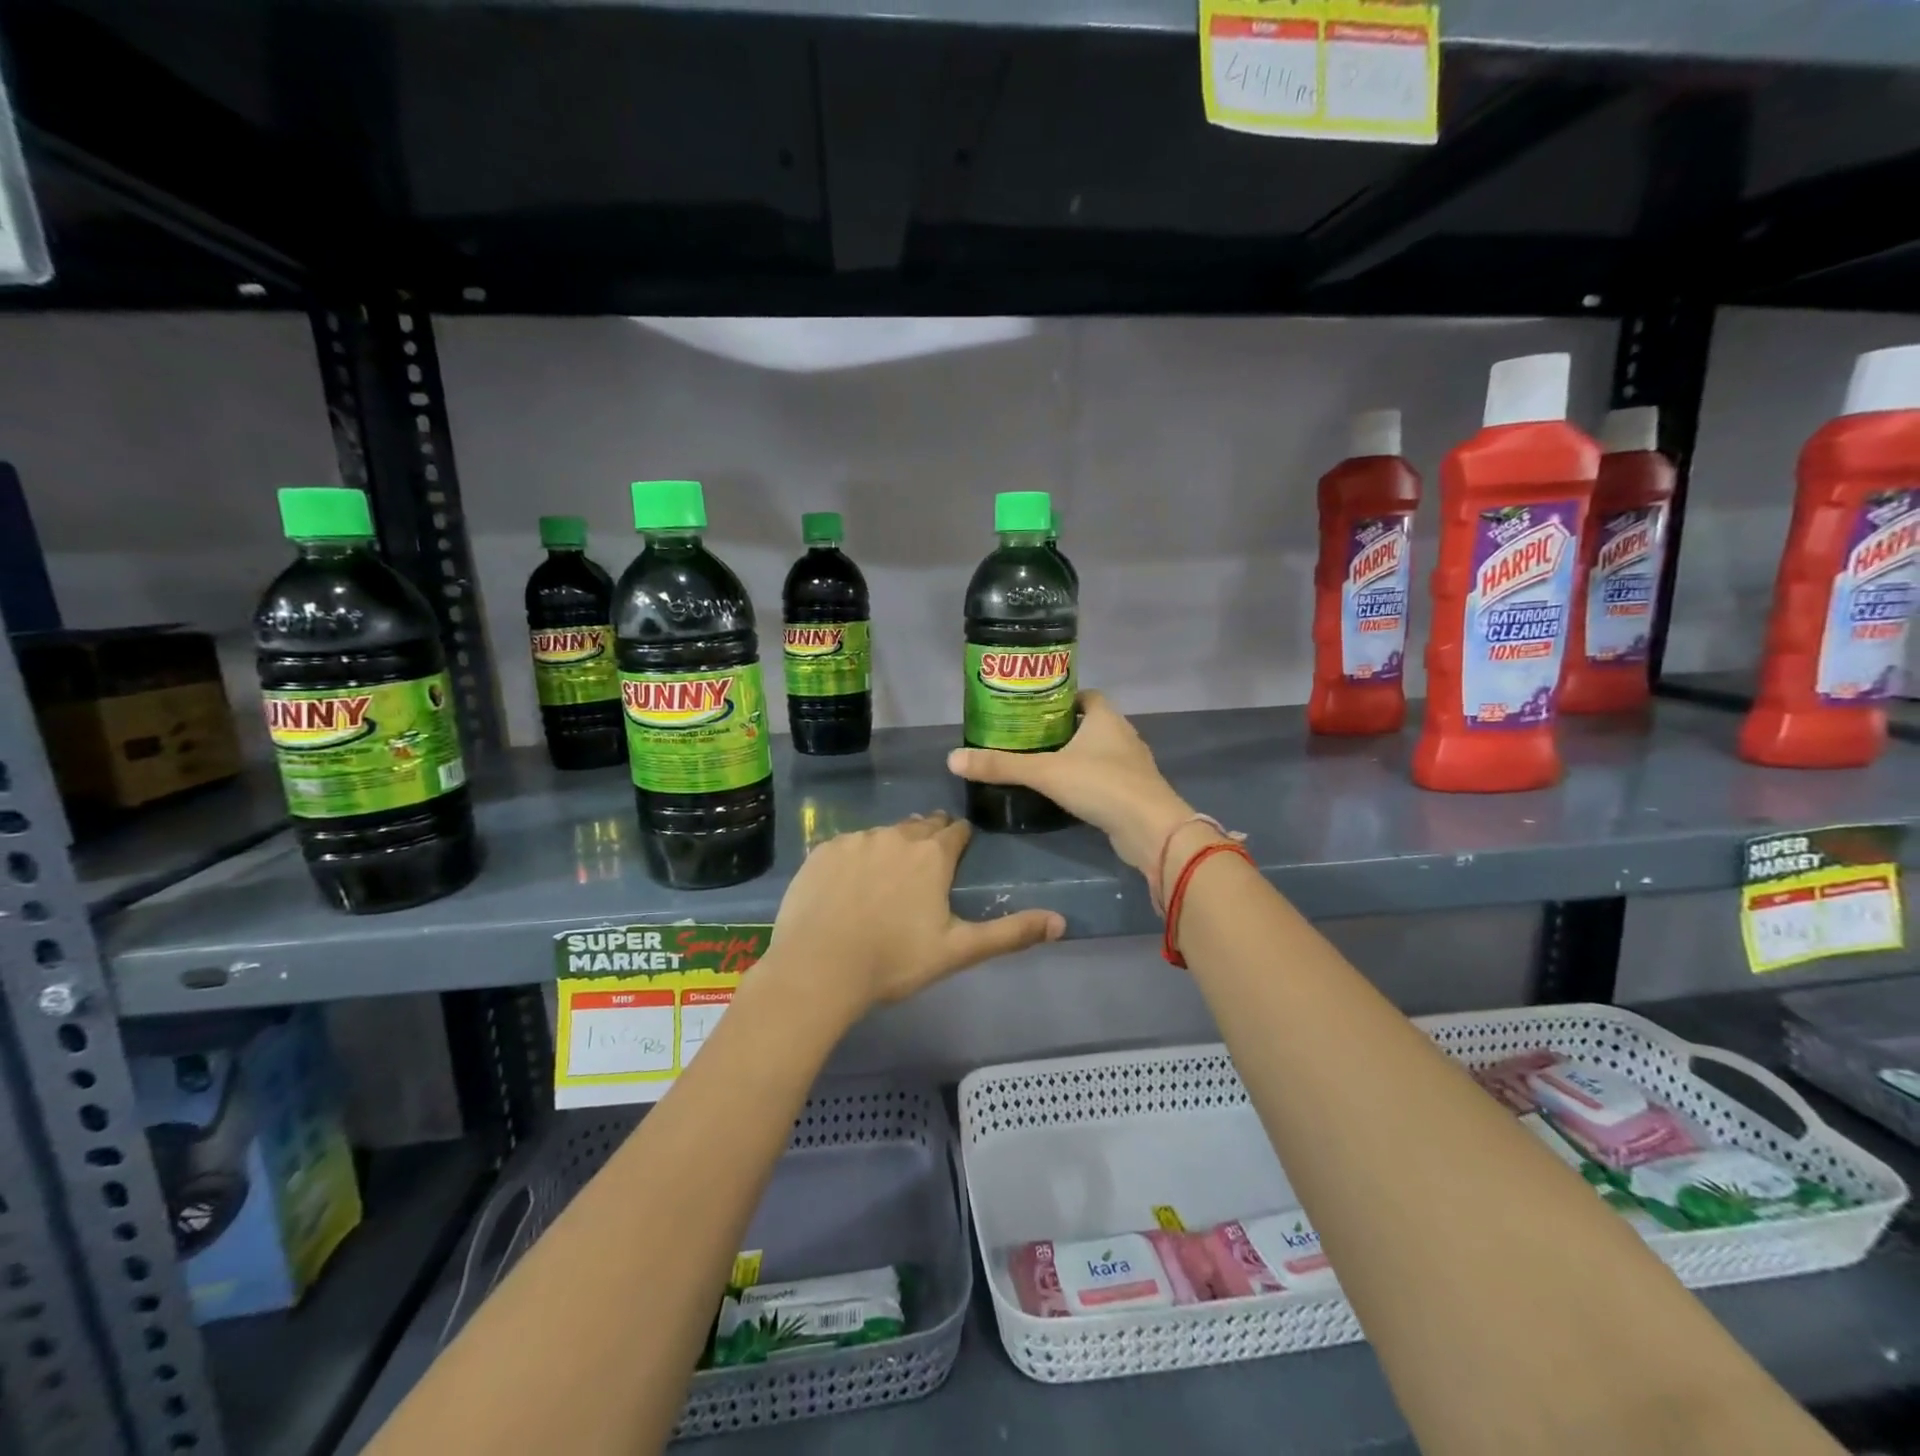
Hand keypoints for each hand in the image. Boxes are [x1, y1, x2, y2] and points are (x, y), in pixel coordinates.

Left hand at [768, 811, 1064, 1015]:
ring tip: (886, 879)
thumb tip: (1062, 922)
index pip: (955, 831)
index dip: (960, 840)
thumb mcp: (958, 950)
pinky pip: (849, 845)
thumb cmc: (894, 960)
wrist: (818, 968)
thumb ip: (1011, 933)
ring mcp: (855, 840)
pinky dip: (856, 858)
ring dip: (891, 847)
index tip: (959, 852)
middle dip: (928, 838)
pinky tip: (850, 886)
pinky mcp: (823, 850)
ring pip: (883, 834)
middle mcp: (896, 836)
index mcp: (931, 855)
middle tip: (926, 865)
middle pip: (920, 826)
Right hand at [947, 691, 1197, 878]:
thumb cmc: (1101, 785)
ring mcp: (1133, 765)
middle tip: (1029, 737)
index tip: (1035, 709)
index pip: (1085, 695)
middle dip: (1063, 729)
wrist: (1151, 829)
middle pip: (1091, 723)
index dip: (1062, 698)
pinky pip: (1107, 777)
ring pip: (1099, 752)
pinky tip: (1067, 793)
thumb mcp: (1045, 772)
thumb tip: (953, 759)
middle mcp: (1123, 735)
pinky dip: (1088, 780)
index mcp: (1106, 717)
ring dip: (1077, 756)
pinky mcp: (1134, 792)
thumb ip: (1001, 766)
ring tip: (1043, 764)